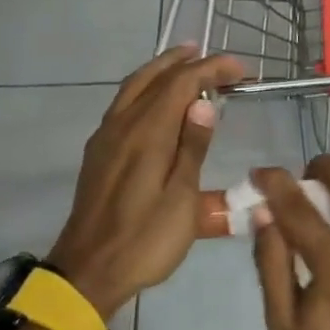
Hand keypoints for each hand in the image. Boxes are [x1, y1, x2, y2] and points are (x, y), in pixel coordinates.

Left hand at [50, 47, 243, 317]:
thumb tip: (203, 103)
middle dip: (185, 62)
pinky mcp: (99, 152)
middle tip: (214, 58)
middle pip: (153, 78)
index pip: (181, 84)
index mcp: (146, 134)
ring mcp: (106, 138)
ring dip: (162, 70)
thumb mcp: (181, 200)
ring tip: (186, 64)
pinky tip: (157, 102)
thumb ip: (192, 148)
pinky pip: (124, 103)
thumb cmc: (145, 240)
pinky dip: (146, 88)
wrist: (88, 271)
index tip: (241, 69)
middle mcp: (122, 126)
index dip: (211, 70)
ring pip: (133, 87)